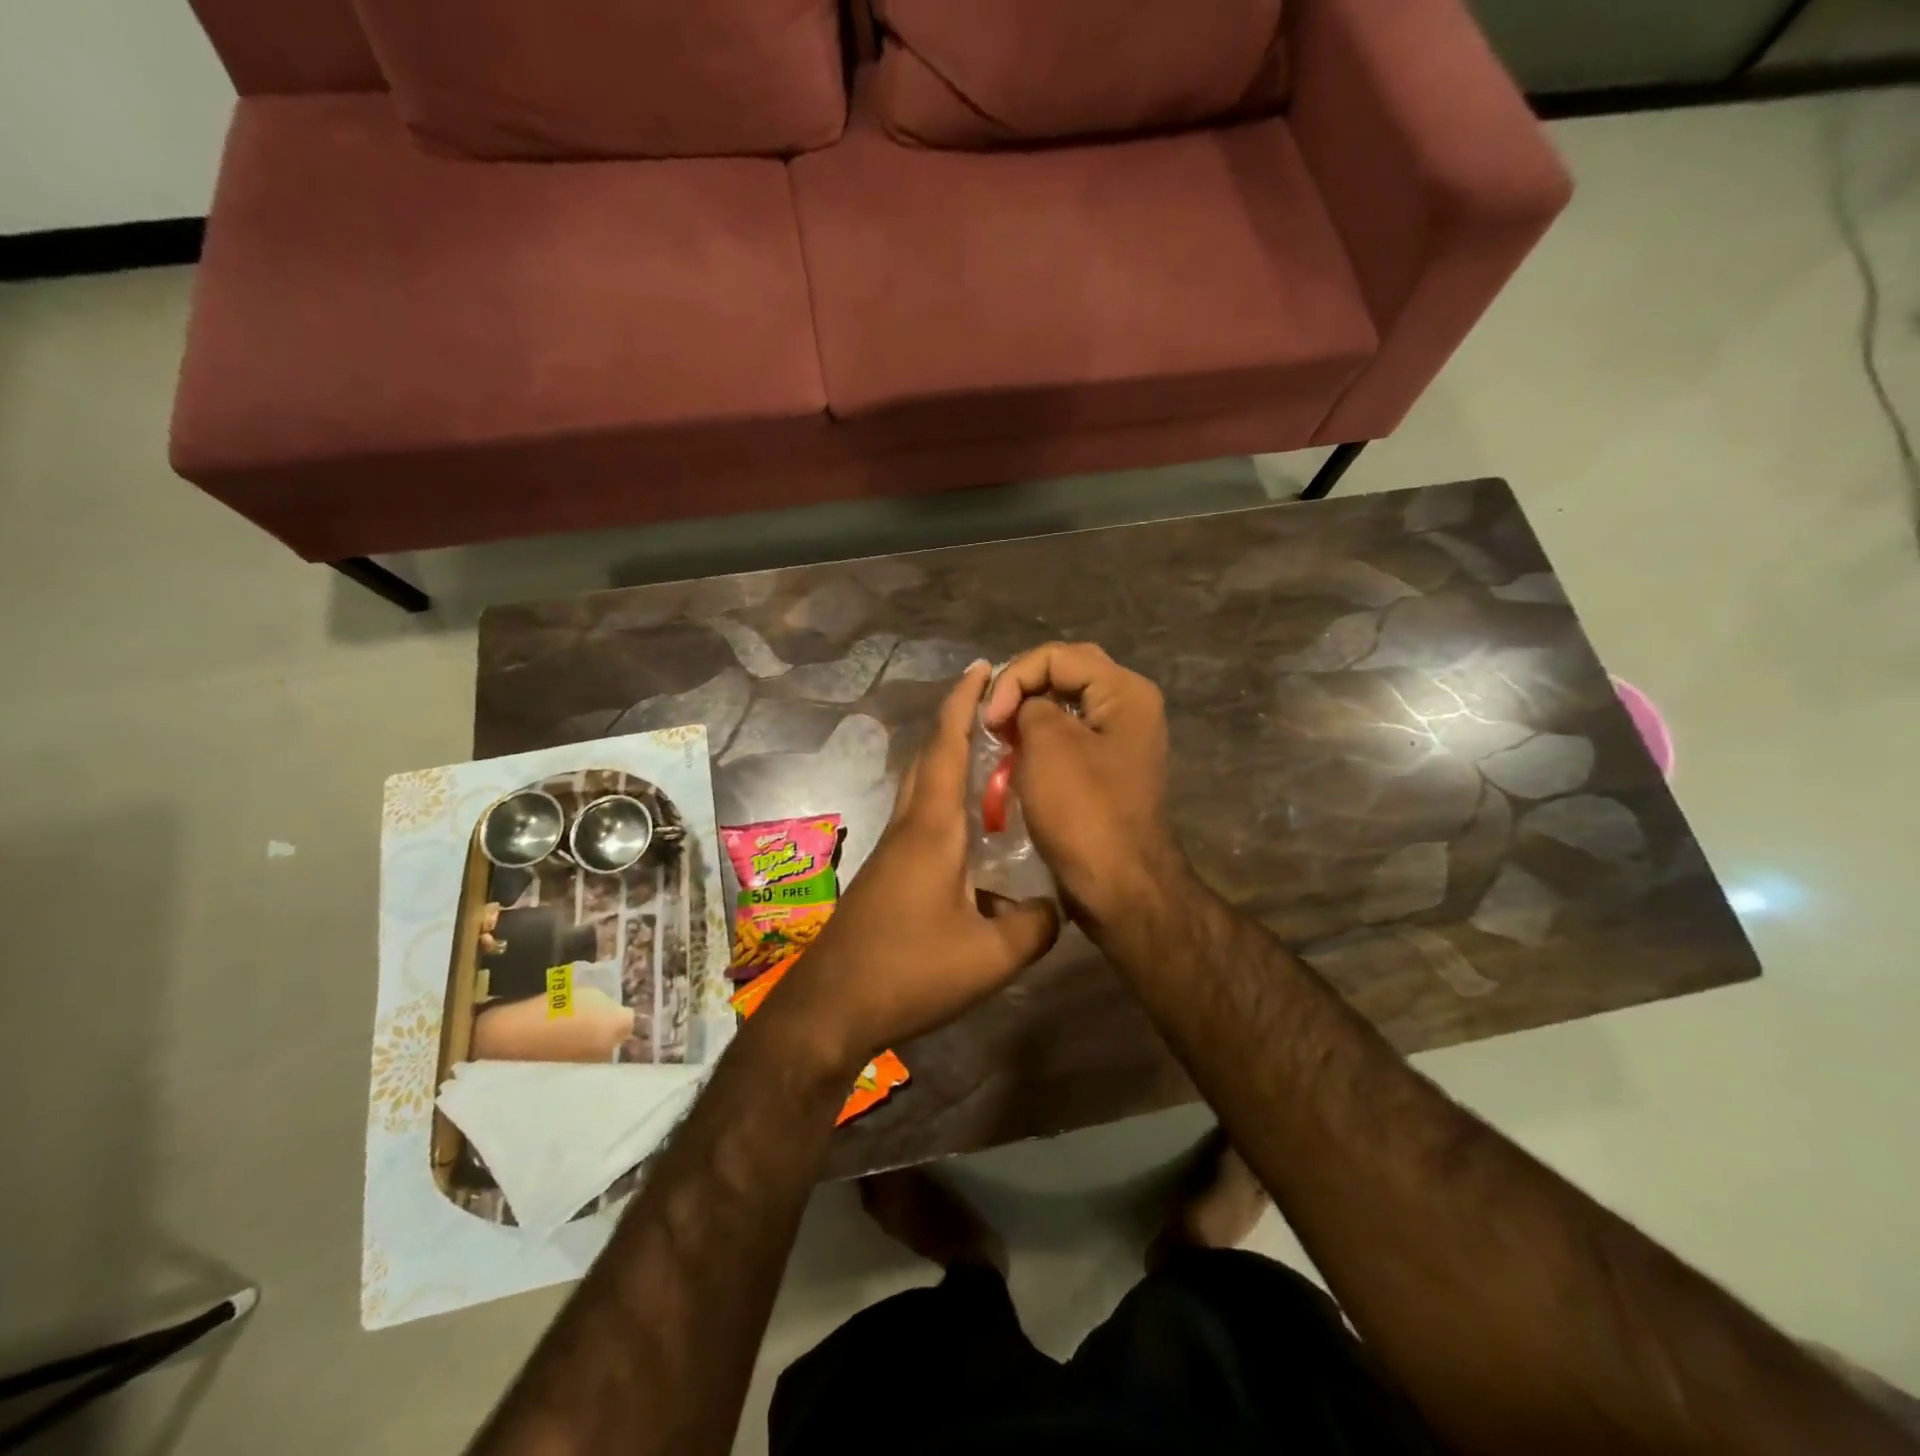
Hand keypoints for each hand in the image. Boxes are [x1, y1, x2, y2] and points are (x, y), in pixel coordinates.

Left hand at [780, 663, 1059, 1068]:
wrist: (832, 1006)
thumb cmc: (910, 971)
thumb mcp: (991, 956)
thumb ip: (1036, 926)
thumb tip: (1056, 905)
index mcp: (933, 828)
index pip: (948, 747)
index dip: (964, 702)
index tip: (982, 667)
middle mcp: (909, 826)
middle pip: (931, 757)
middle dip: (957, 721)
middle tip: (995, 705)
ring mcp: (892, 849)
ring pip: (923, 786)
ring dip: (949, 758)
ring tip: (989, 755)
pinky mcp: (886, 873)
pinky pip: (920, 816)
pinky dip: (944, 798)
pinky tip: (969, 827)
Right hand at [983, 643, 1182, 931]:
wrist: (1120, 886)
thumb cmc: (1084, 812)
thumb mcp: (1048, 744)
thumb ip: (1030, 706)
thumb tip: (1027, 709)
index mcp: (1125, 692)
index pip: (1057, 655)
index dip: (1015, 677)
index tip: (991, 720)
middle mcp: (1130, 707)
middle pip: (1066, 673)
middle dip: (1022, 689)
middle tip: (994, 719)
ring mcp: (1122, 740)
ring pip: (1066, 706)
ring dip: (1029, 716)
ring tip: (1001, 738)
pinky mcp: (1109, 770)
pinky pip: (1071, 738)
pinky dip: (1041, 741)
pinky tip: (1018, 759)